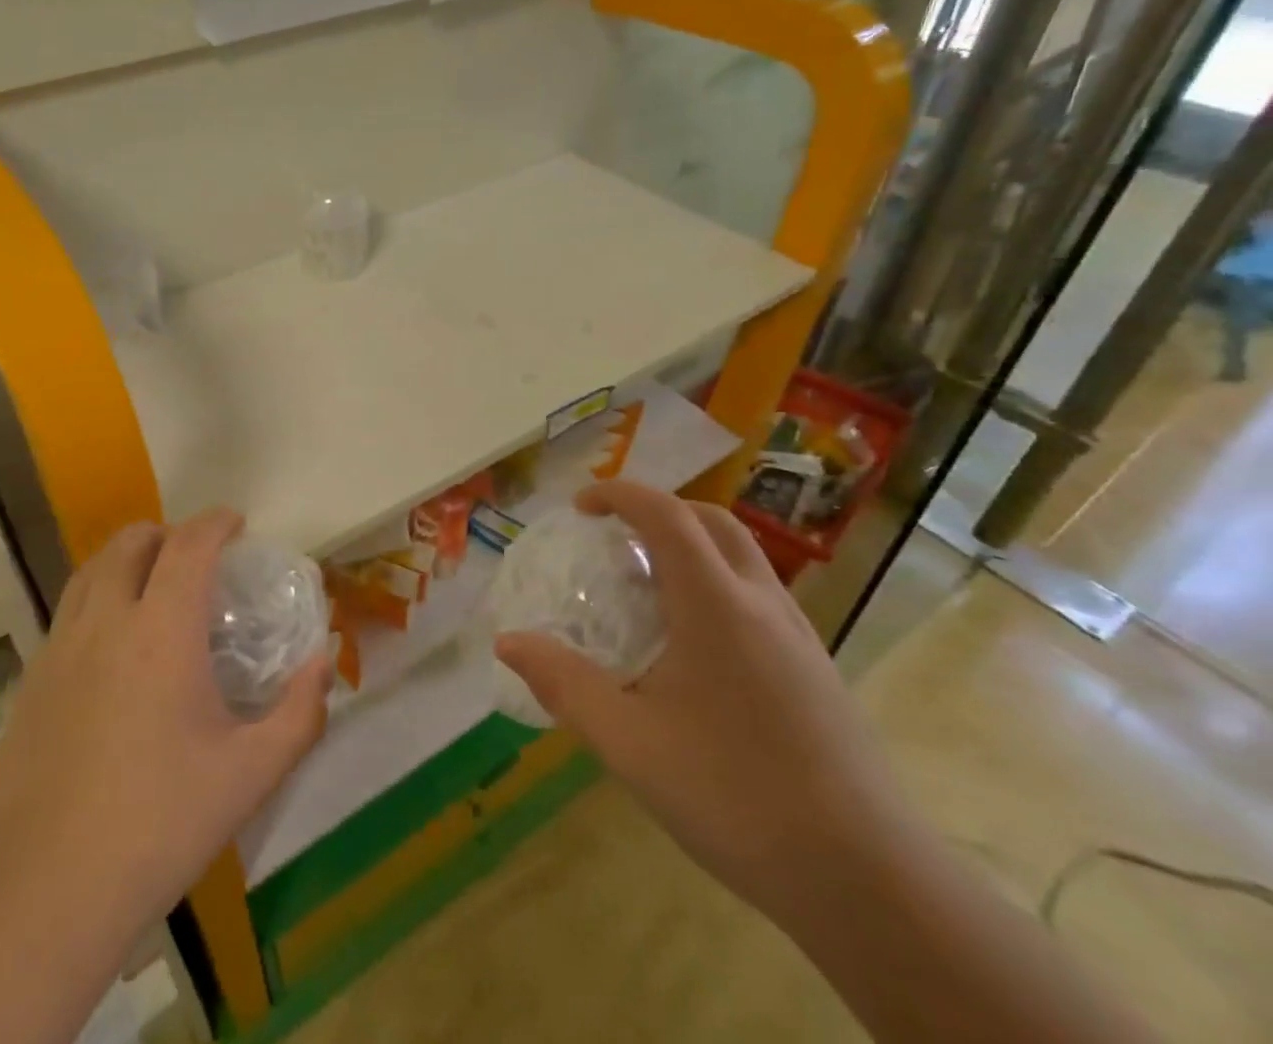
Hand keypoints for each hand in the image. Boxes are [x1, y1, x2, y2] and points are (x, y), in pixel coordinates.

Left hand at [0, 510, 329, 934]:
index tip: (237, 523)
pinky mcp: (32, 679)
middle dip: (168, 532)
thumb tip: (324, 662)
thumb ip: (299, 712)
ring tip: (152, 582)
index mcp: (161, 630)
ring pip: (91, 570)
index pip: (189, 544)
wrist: (45, 888)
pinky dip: (98, 596)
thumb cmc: (160, 822)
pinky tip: (112, 643)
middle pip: (131, 542)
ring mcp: (60, 647)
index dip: (215, 522)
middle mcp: (106, 620)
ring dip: (127, 557)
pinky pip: (69, 610)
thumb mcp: (251, 773)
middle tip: (196, 556)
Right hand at [495, 482, 911, 921]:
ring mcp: (799, 636)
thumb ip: (564, 684)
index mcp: (716, 605)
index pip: (666, 515)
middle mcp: (762, 604)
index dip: (619, 494)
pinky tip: (694, 644)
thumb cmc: (735, 797)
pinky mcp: (817, 669)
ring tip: (647, 584)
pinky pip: (759, 595)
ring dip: (691, 545)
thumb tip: (508, 641)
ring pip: (742, 557)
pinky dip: (716, 583)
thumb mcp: (629, 742)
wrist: (869, 882)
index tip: (580, 506)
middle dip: (658, 510)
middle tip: (614, 534)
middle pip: (712, 521)